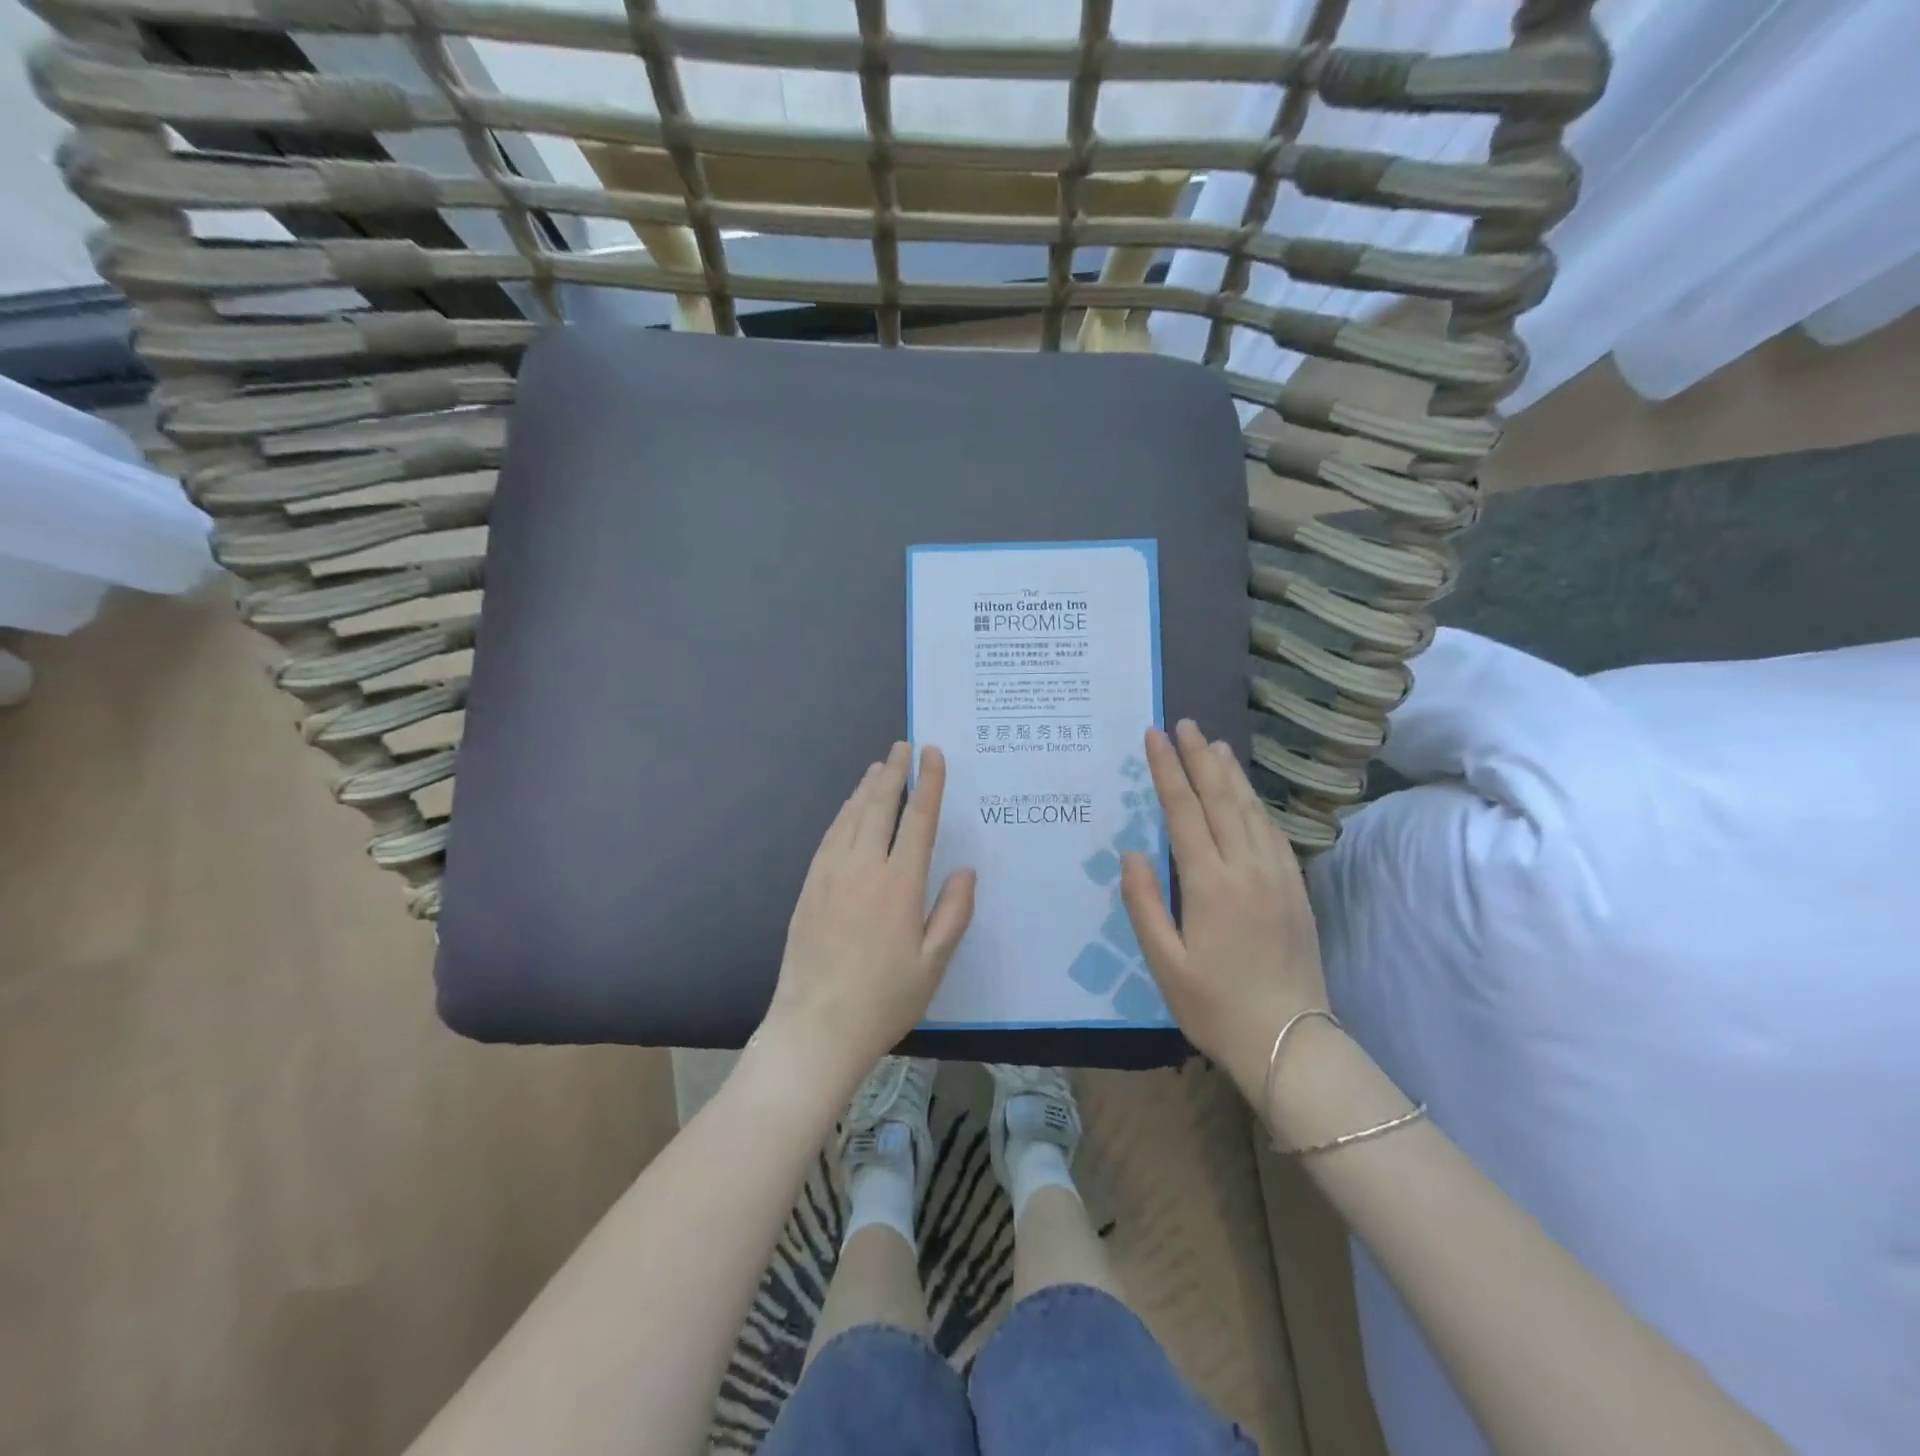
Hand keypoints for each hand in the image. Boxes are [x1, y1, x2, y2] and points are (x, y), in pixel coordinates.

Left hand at [761, 742, 975, 1087]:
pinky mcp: (809, 888)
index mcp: (899, 884)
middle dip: (893, 772)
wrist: (816, 1028)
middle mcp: (863, 868)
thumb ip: (953, 913)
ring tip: (878, 768)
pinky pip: (829, 837)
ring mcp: (830, 875)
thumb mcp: (933, 963)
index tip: (932, 753)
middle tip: (902, 746)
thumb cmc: (884, 1000)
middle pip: (880, 806)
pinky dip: (843, 814)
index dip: (928, 783)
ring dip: (866, 788)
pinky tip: (848, 810)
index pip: (918, 819)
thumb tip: (965, 870)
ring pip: (850, 816)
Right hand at [1121, 720, 1329, 1099]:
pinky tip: (1247, 795)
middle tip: (1184, 723)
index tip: (1155, 737)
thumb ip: (1143, 903)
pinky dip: (1255, 803)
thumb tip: (1133, 851)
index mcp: (1210, 884)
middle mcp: (1247, 868)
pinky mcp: (1295, 888)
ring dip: (1230, 773)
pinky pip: (1272, 831)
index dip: (1167, 771)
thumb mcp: (1164, 962)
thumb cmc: (1215, 1006)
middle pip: (1221, 799)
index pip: (1184, 812)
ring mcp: (1277, 875)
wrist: (1291, 1041)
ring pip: (1251, 809)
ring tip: (1213, 744)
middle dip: (1199, 758)